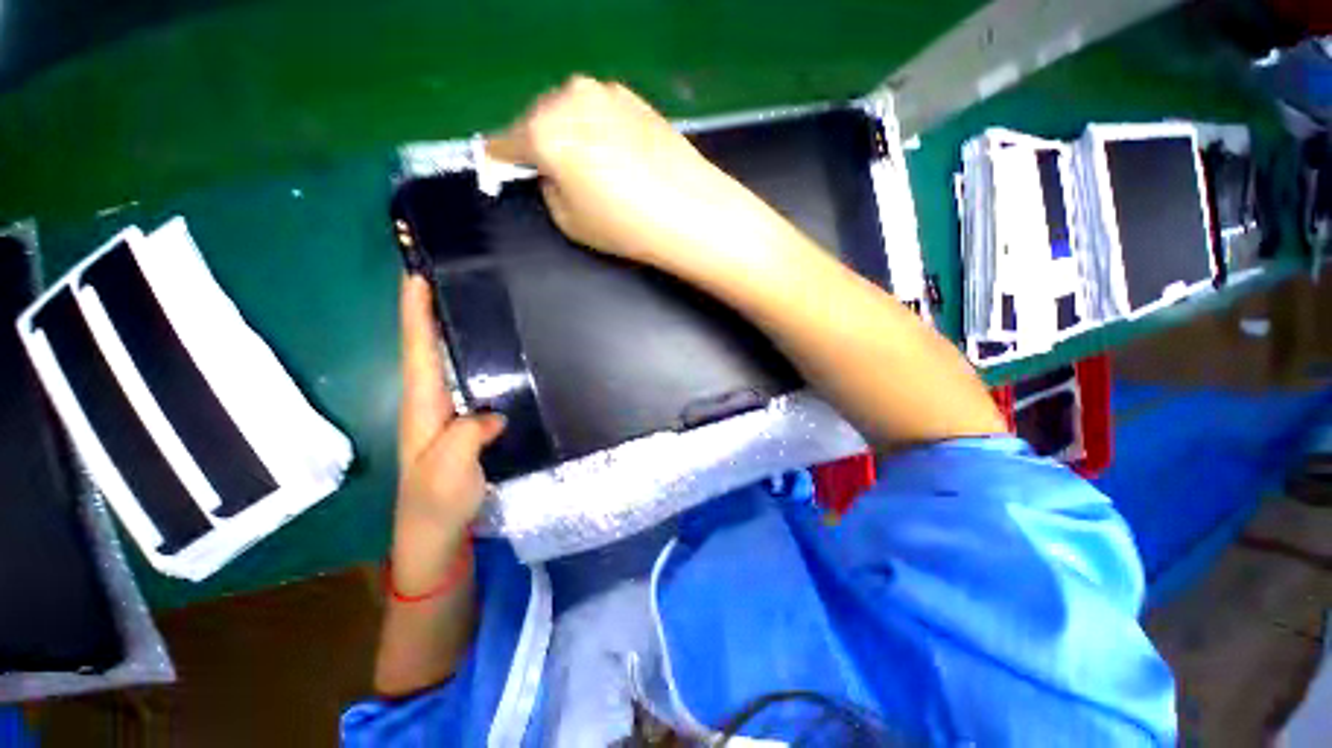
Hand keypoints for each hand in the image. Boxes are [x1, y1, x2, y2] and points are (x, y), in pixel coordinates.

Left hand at [393, 275, 504, 595]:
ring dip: (449, 331)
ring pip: (444, 362)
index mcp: (423, 409)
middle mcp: (431, 404)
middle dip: (429, 311)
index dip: (416, 315)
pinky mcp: (464, 425)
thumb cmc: (438, 508)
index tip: (417, 276)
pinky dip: (471, 359)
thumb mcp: (448, 476)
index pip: (417, 353)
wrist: (437, 539)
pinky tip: (494, 352)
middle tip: (446, 276)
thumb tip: (492, 413)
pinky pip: (466, 381)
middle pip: (425, 349)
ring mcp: (447, 414)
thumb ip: (464, 439)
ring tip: (471, 301)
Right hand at [487, 75, 758, 272]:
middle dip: (542, 145)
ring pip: (570, 112)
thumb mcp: (568, 220)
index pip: (505, 142)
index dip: (501, 161)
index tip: (500, 170)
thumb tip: (551, 172)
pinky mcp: (634, 98)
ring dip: (572, 135)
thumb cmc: (624, 224)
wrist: (688, 211)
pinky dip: (599, 131)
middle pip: (538, 120)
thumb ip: (547, 188)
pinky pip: (600, 113)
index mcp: (543, 130)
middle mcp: (569, 97)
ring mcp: (605, 93)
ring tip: (596, 170)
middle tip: (560, 176)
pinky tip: (620, 158)